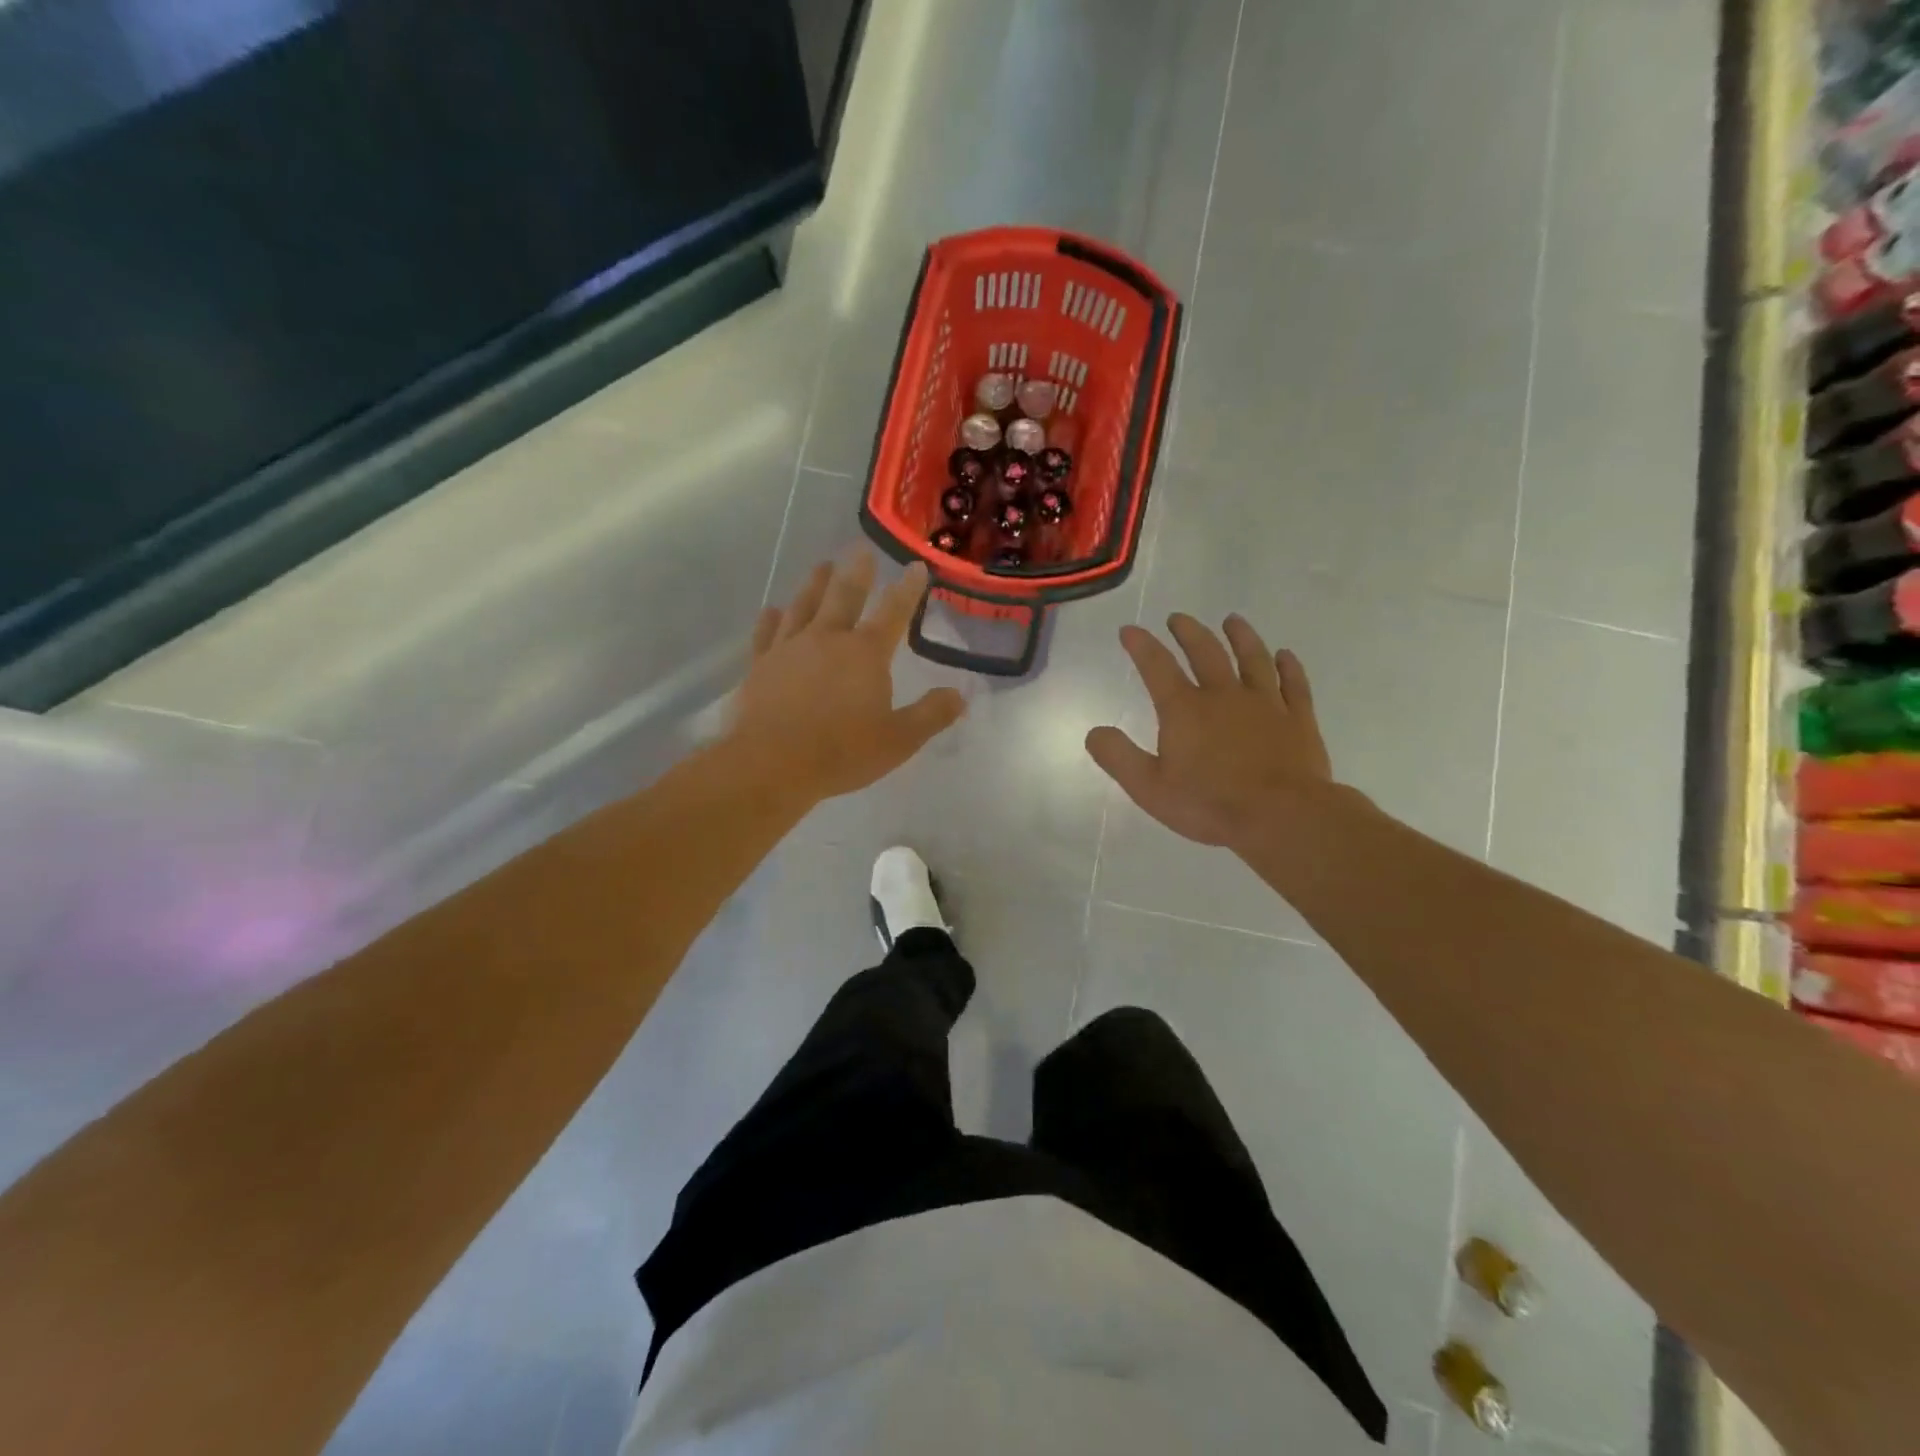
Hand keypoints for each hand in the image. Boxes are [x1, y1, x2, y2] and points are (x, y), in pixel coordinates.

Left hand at [728, 551, 966, 802]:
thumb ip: (931, 715)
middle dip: (857, 572)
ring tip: (822, 566)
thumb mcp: (899, 740)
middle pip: (844, 595)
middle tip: (861, 549)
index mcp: (865, 653)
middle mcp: (827, 639)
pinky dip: (771, 619)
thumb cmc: (841, 752)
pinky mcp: (761, 666)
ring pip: (804, 606)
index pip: (893, 612)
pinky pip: (767, 634)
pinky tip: (773, 611)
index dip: (907, 589)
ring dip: (815, 584)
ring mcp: (789, 649)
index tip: (915, 566)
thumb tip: (959, 695)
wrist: (771, 764)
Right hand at [1085, 613, 1333, 852]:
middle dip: (1188, 632)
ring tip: (1232, 621)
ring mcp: (1265, 704)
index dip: (1141, 645)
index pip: (1157, 666)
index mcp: (1185, 709)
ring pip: (1252, 659)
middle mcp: (1224, 695)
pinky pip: (1293, 684)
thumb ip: (1118, 757)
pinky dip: (1288, 666)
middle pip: (1205, 652)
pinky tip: (1285, 655)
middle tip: (1178, 618)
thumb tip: (1094, 732)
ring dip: (1241, 637)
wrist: (1282, 816)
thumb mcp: (1149, 788)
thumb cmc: (1210, 803)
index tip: (1129, 629)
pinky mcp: (1298, 719)